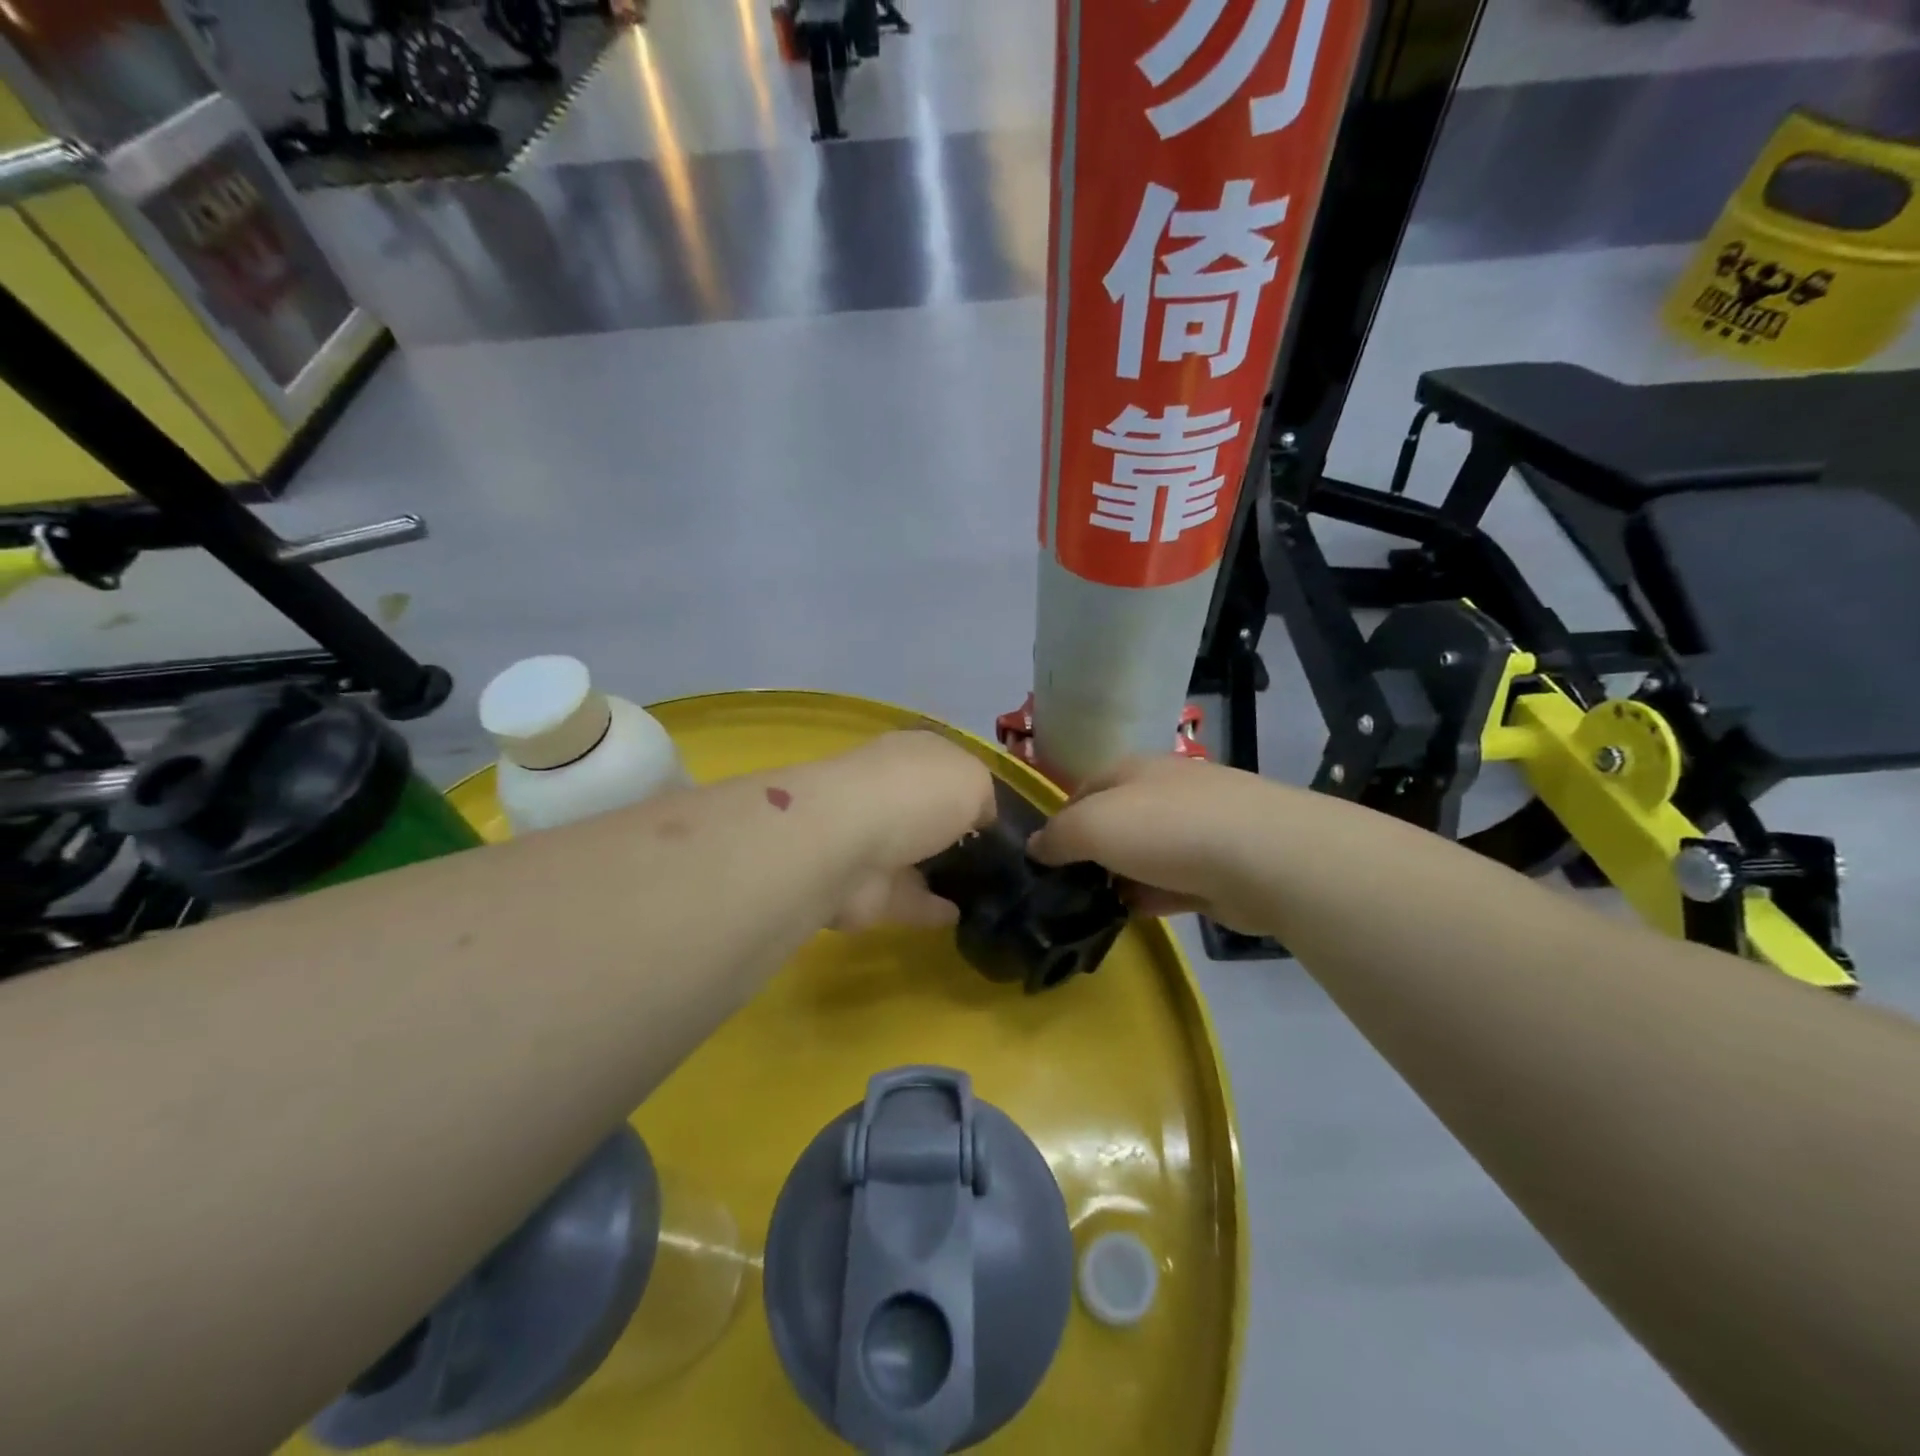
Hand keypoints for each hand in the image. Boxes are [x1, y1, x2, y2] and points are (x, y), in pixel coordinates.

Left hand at [817, 732, 998, 931]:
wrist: (846, 844)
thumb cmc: (916, 794)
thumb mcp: (973, 779)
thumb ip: (983, 797)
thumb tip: (981, 818)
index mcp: (911, 754)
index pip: (944, 764)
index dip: (970, 786)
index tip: (999, 814)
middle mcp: (888, 790)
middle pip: (927, 809)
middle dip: (953, 827)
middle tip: (996, 856)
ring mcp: (872, 839)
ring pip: (914, 854)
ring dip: (940, 869)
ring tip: (985, 890)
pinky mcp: (864, 887)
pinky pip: (907, 897)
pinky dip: (930, 907)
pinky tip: (963, 917)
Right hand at [1027, 755, 1271, 932]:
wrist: (1264, 857)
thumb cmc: (1166, 829)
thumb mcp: (1092, 825)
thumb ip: (1057, 835)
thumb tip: (1036, 847)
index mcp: (1133, 770)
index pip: (1084, 789)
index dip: (1060, 820)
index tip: (1043, 858)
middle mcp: (1166, 792)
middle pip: (1116, 821)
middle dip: (1092, 852)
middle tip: (1066, 888)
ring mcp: (1199, 828)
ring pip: (1145, 854)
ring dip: (1122, 877)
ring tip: (1093, 908)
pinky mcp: (1221, 867)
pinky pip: (1174, 882)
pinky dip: (1153, 896)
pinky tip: (1134, 915)